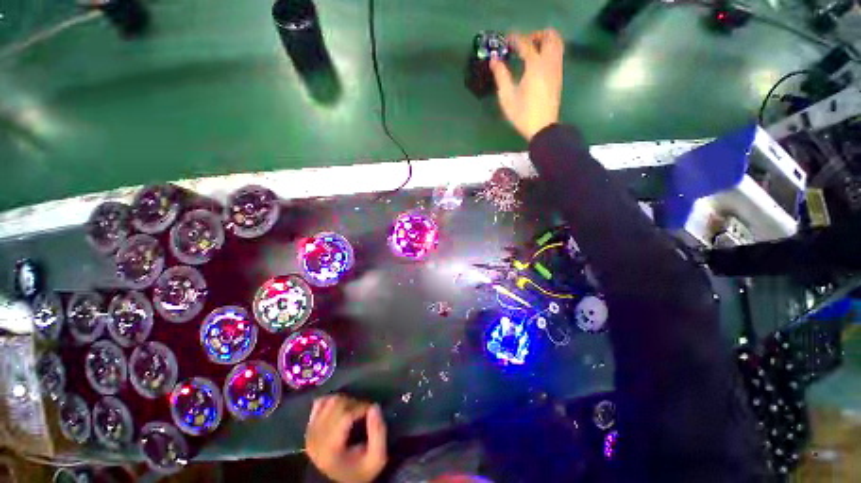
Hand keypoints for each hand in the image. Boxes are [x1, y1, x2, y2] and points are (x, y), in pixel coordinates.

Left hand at [305, 395, 387, 482]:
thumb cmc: (359, 471)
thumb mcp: (376, 459)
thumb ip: (378, 433)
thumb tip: (375, 406)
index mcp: (331, 448)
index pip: (346, 415)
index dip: (362, 407)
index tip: (372, 411)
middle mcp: (317, 438)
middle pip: (338, 405)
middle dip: (355, 403)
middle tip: (364, 412)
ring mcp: (311, 432)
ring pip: (329, 401)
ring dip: (345, 400)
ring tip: (354, 411)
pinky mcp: (309, 427)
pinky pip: (319, 403)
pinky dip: (331, 400)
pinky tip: (339, 408)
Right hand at [490, 29, 564, 140]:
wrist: (542, 128)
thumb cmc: (523, 114)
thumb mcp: (507, 97)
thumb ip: (501, 76)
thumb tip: (494, 61)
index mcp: (535, 66)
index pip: (526, 43)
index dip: (515, 39)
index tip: (507, 39)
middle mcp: (549, 63)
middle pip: (549, 36)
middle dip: (535, 35)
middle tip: (523, 44)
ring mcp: (556, 69)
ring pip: (557, 43)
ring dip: (545, 41)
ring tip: (531, 51)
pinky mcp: (559, 77)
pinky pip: (558, 54)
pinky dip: (549, 50)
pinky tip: (538, 62)